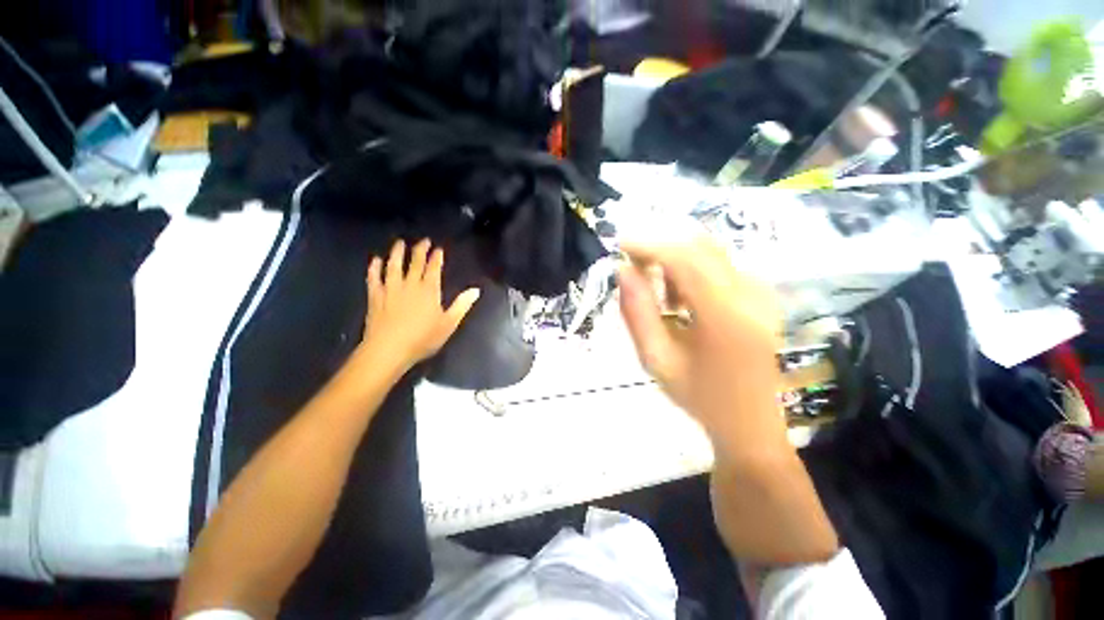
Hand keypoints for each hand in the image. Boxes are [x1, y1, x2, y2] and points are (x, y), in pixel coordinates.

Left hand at [360, 239, 479, 371]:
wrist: (388, 349)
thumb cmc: (422, 338)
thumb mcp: (448, 323)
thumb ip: (462, 305)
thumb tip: (476, 290)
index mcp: (429, 290)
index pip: (433, 268)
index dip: (436, 257)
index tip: (438, 248)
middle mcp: (409, 284)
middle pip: (415, 263)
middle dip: (420, 250)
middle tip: (423, 240)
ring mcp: (390, 289)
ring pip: (394, 265)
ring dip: (397, 253)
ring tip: (399, 243)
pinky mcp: (375, 296)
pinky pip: (374, 278)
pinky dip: (374, 268)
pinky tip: (376, 260)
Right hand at [617, 235, 786, 458]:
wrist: (751, 424)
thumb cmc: (699, 397)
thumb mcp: (656, 359)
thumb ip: (636, 312)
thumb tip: (623, 271)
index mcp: (725, 315)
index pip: (684, 259)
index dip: (649, 246)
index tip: (620, 246)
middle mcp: (750, 295)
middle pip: (699, 248)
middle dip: (660, 250)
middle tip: (634, 269)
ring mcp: (762, 294)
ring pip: (710, 255)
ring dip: (677, 263)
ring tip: (662, 299)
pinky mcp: (763, 297)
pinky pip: (722, 267)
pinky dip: (693, 272)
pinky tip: (683, 302)